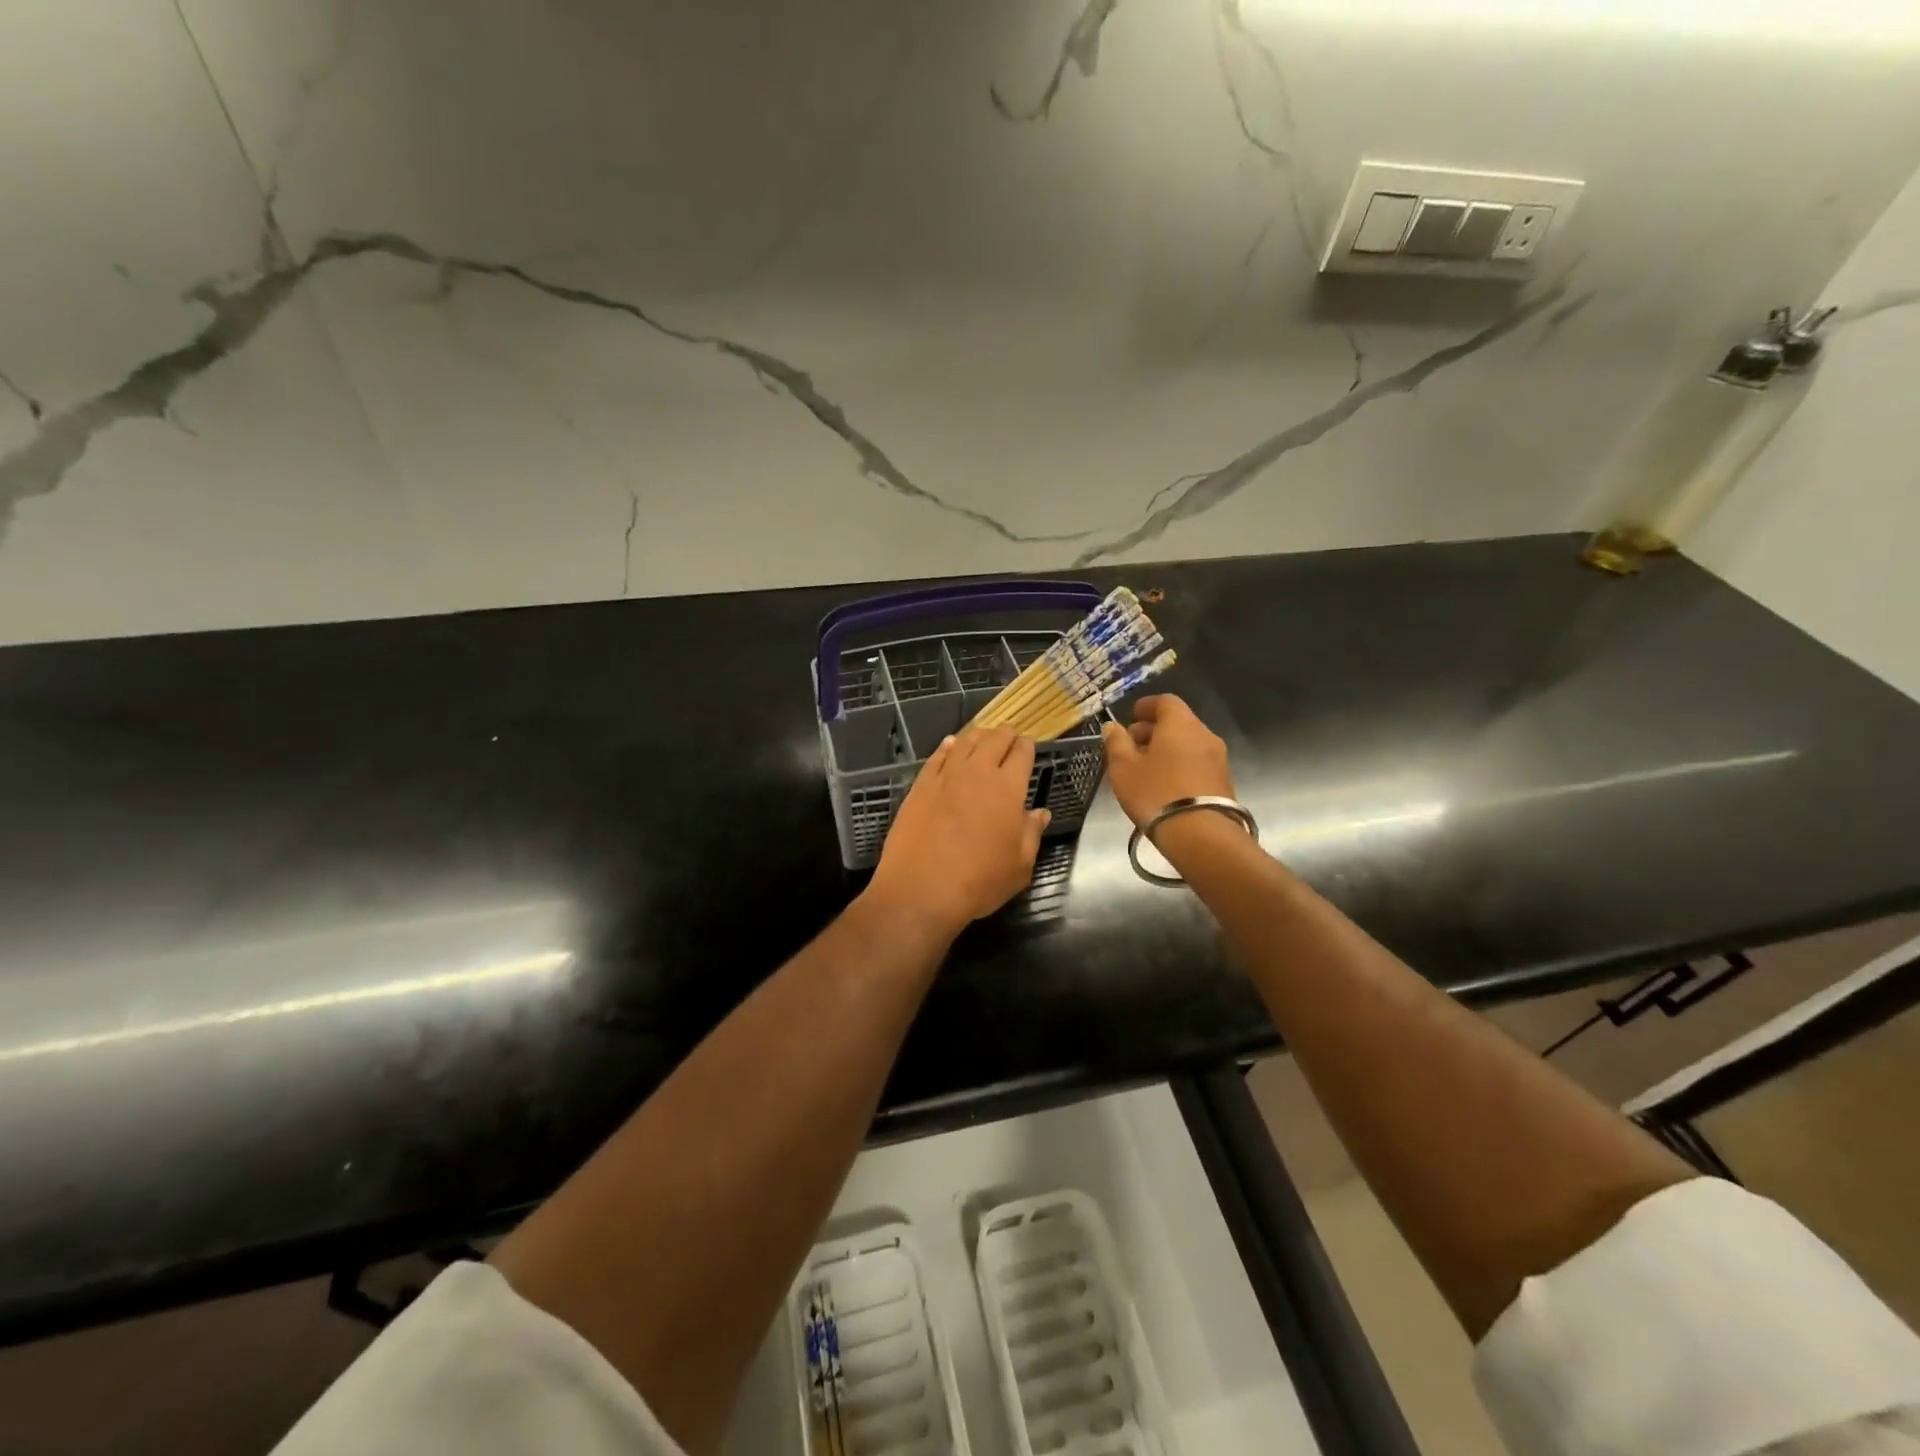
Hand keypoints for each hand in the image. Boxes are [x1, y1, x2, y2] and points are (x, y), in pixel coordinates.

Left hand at [865, 726, 1049, 939]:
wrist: (920, 890)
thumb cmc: (979, 881)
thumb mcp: (1019, 866)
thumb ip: (1031, 834)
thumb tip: (1040, 813)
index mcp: (1008, 788)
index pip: (1022, 753)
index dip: (1027, 747)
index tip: (1028, 749)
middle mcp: (977, 772)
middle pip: (994, 739)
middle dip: (1005, 735)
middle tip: (1009, 739)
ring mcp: (945, 776)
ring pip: (965, 742)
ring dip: (978, 737)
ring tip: (982, 737)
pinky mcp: (920, 785)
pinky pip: (937, 756)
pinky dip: (948, 747)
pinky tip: (950, 746)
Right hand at [1101, 694, 1234, 828]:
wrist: (1201, 835)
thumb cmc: (1156, 793)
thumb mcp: (1124, 768)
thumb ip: (1116, 742)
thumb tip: (1113, 726)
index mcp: (1180, 724)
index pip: (1166, 702)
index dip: (1147, 706)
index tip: (1132, 715)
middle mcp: (1204, 735)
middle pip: (1178, 723)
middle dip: (1153, 730)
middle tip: (1132, 745)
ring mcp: (1218, 759)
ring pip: (1188, 744)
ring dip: (1166, 749)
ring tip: (1144, 768)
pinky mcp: (1223, 781)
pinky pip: (1196, 762)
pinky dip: (1179, 764)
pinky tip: (1164, 784)